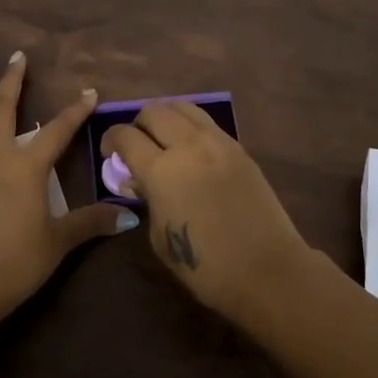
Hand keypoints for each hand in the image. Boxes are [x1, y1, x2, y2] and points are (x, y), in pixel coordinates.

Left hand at [0, 50, 135, 322]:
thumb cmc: (16, 264)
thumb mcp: (58, 243)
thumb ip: (91, 222)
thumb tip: (130, 215)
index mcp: (26, 168)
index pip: (58, 131)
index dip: (76, 111)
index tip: (89, 91)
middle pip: (4, 110)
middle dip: (13, 81)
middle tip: (17, 55)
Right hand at [100, 102, 313, 324]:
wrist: (267, 270)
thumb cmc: (206, 266)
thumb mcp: (160, 237)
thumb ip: (147, 199)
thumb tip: (140, 180)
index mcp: (162, 170)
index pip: (126, 136)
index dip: (111, 140)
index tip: (110, 153)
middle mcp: (188, 145)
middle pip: (154, 111)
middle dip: (138, 124)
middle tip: (137, 146)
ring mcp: (218, 142)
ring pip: (183, 107)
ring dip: (166, 118)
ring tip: (164, 140)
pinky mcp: (240, 148)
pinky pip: (207, 123)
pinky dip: (190, 127)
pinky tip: (191, 150)